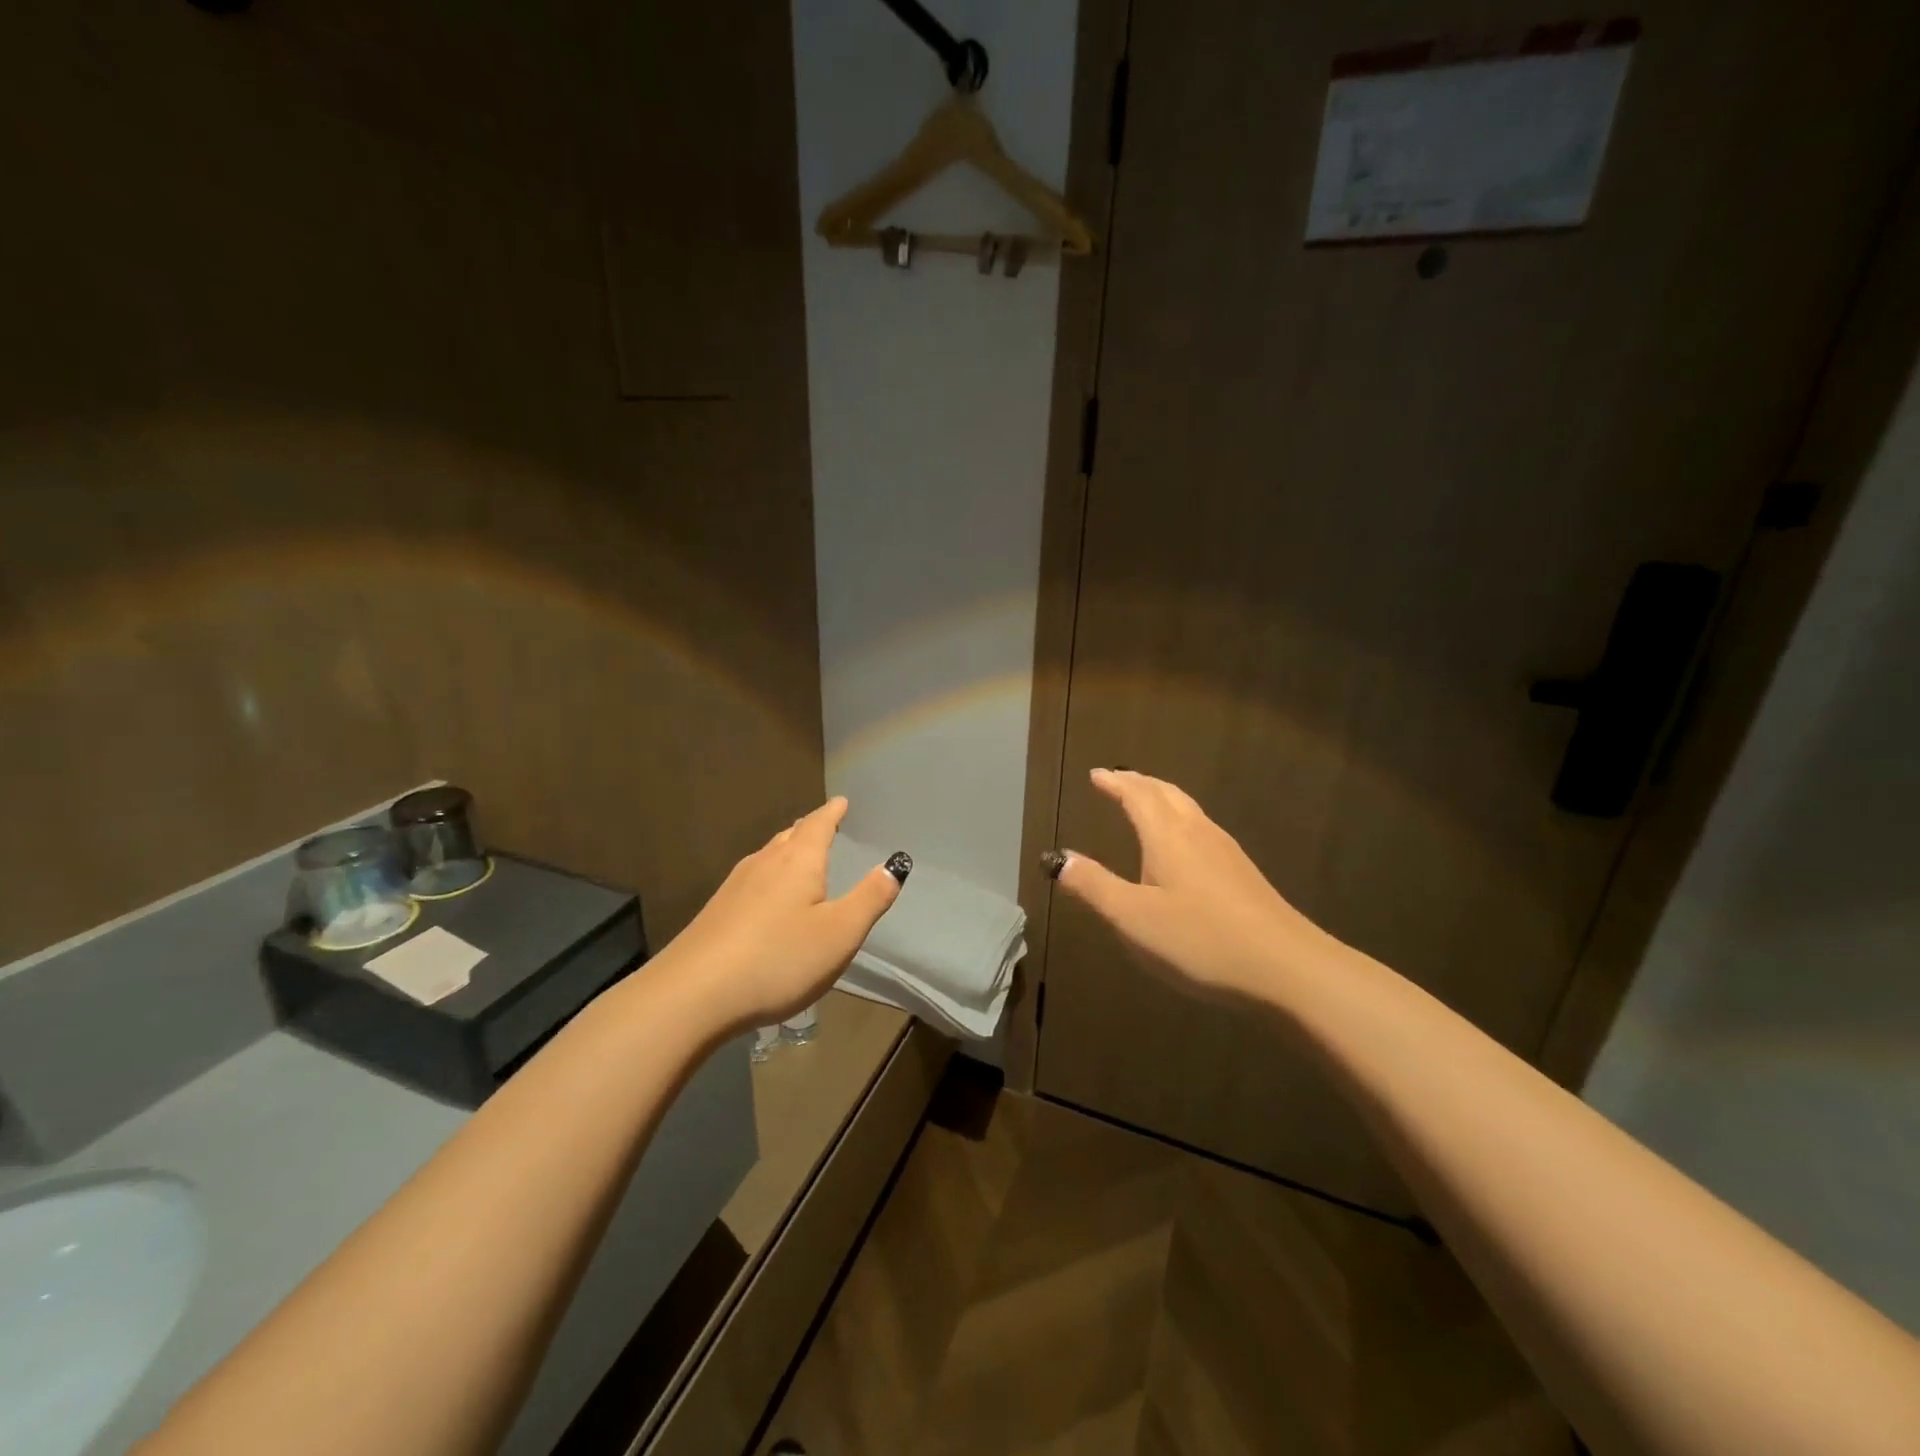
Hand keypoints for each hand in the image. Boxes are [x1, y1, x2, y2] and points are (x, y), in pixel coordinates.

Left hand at [656, 798, 906, 1034]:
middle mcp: (764, 864)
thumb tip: (895, 864)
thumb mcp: (840, 933)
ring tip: (798, 856)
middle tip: (823, 825)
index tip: (841, 801)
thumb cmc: (778, 958)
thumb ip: (870, 898)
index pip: (818, 824)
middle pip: (789, 837)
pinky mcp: (716, 913)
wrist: (693, 995)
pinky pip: (751, 881)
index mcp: (798, 862)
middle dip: (809, 829)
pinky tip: (765, 899)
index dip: (832, 812)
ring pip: (767, 857)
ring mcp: (734, 887)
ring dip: (786, 851)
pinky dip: (768, 877)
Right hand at [1052, 769, 1329, 1001]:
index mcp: (1167, 837)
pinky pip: (1202, 828)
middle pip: (1166, 793)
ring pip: (1188, 809)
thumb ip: (1094, 887)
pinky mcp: (1243, 873)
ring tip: (1146, 802)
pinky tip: (1184, 845)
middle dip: (1139, 783)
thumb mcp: (1134, 919)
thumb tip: (1060, 858)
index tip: (1096, 775)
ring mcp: (1225, 851)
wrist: (1287, 968)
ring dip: (1162, 798)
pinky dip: (1180, 819)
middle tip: (1118, 780)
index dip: (1115, 783)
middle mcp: (1197, 833)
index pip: (1137, 796)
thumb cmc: (1201, 940)